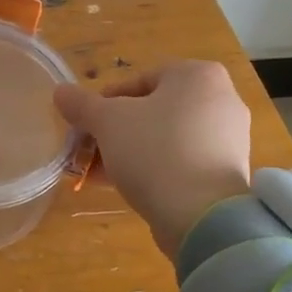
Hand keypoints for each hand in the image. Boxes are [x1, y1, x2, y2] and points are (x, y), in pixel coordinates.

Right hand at [54, 61, 251, 258]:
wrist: (202, 217)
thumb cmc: (155, 152)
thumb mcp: (107, 122)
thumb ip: (81, 104)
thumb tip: (60, 92)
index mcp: (199, 75)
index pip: (140, 80)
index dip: (106, 102)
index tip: (87, 126)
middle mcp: (222, 98)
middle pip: (154, 109)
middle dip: (118, 131)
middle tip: (92, 151)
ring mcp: (230, 138)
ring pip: (168, 137)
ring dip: (133, 151)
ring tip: (103, 174)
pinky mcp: (229, 172)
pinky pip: (185, 161)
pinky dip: (158, 168)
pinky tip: (131, 188)